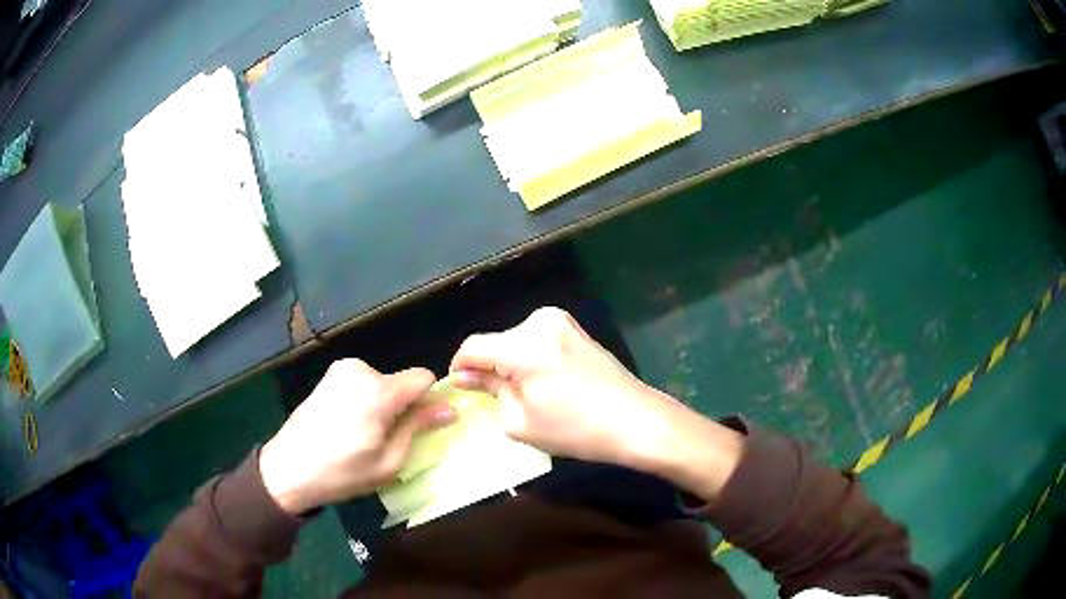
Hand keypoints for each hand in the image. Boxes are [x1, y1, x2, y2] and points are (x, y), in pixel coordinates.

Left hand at [260, 359, 456, 513]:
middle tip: (385, 439)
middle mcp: (360, 370)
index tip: (421, 424)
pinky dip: (363, 400)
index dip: (429, 399)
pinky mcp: (327, 377)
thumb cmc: (342, 472)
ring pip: (381, 383)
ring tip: (362, 434)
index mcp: (378, 391)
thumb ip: (418, 428)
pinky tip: (346, 425)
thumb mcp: (388, 461)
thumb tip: (449, 409)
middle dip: (402, 406)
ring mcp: (340, 370)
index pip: (424, 377)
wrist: (287, 469)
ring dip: (382, 404)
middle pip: (400, 382)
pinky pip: (361, 384)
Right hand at [450, 307, 742, 500]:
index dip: (460, 368)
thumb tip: (468, 376)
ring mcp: (561, 321)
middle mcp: (539, 322)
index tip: (460, 389)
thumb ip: (489, 391)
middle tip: (495, 399)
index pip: (473, 347)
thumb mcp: (520, 421)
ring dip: (510, 363)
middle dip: (489, 367)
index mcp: (523, 345)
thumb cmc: (576, 429)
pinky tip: (546, 383)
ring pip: (515, 341)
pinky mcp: (575, 328)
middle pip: (496, 342)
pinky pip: (536, 340)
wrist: (635, 420)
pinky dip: (530, 358)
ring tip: (525, 394)